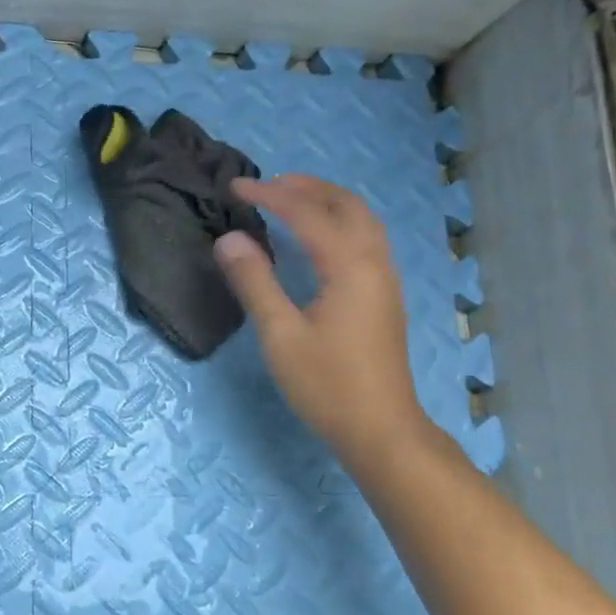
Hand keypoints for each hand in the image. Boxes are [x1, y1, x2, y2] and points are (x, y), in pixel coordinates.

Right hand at [214, 175, 428, 458]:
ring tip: (290, 201)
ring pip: (362, 220)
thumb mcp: (279, 335)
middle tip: (267, 185)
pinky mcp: (385, 296)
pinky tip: (318, 239)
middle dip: (306, 186)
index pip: (307, 213)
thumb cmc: (327, 384)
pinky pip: (366, 238)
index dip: (269, 194)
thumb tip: (230, 239)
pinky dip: (340, 221)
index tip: (235, 187)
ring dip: (327, 201)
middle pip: (346, 204)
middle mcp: (375, 262)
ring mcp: (385, 279)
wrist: (381, 429)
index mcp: (349, 266)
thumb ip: (254, 282)